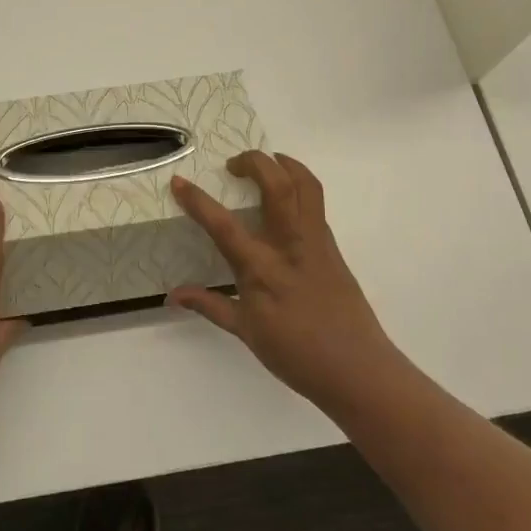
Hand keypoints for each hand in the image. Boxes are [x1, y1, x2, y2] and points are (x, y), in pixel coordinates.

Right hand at [169, 152, 401, 413]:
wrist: (357, 368)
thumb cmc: (296, 355)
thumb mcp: (246, 332)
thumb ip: (210, 305)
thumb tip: (173, 295)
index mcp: (262, 270)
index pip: (223, 226)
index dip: (198, 201)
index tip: (179, 182)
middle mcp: (290, 246)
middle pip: (277, 186)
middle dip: (255, 162)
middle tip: (233, 164)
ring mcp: (316, 242)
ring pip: (306, 186)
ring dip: (285, 164)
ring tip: (267, 162)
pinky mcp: (332, 246)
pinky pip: (316, 204)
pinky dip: (299, 185)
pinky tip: (286, 196)